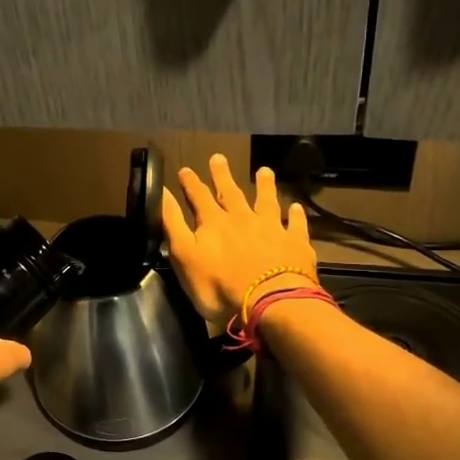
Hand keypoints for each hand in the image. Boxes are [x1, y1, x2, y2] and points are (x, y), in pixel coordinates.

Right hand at [161, 154, 317, 325]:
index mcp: (213, 223)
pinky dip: (295, 215)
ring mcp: (271, 229)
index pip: (199, 197)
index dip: (191, 184)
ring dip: (264, 186)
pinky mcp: (295, 244)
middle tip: (219, 157)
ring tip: (264, 171)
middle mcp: (242, 219)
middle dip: (222, 175)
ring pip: (266, 201)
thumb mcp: (185, 257)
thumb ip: (174, 224)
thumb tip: (162, 193)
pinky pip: (295, 224)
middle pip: (231, 193)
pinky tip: (297, 207)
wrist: (269, 302)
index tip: (185, 170)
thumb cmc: (219, 286)